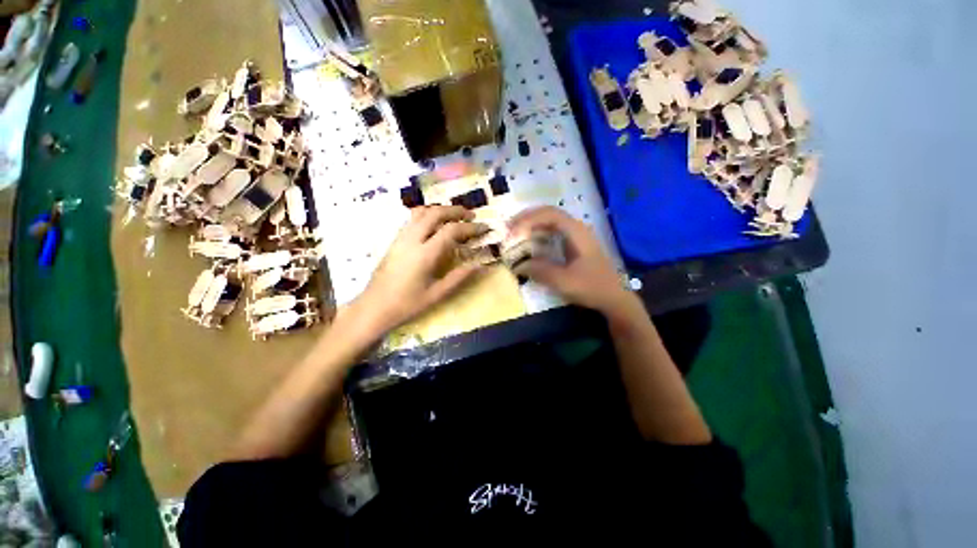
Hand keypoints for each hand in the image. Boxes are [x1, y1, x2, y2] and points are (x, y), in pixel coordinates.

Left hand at [352, 206, 487, 333]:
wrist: (374, 307)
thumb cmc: (407, 304)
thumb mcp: (437, 294)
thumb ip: (459, 277)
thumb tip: (479, 264)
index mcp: (424, 254)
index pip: (452, 231)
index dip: (471, 227)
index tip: (484, 227)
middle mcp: (412, 239)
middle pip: (436, 213)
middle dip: (456, 210)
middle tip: (471, 215)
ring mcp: (401, 237)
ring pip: (421, 211)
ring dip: (441, 209)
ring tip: (454, 216)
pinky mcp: (394, 239)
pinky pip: (412, 219)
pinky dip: (428, 214)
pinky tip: (435, 225)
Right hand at [508, 206, 631, 314]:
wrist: (613, 297)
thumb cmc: (592, 287)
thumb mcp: (564, 281)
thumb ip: (540, 271)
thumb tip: (519, 265)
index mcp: (576, 232)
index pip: (549, 214)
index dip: (528, 219)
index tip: (512, 231)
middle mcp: (576, 228)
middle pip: (548, 214)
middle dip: (527, 218)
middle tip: (508, 228)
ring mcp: (575, 236)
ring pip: (550, 223)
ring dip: (531, 225)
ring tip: (514, 233)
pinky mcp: (573, 245)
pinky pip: (552, 233)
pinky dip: (538, 235)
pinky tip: (529, 243)